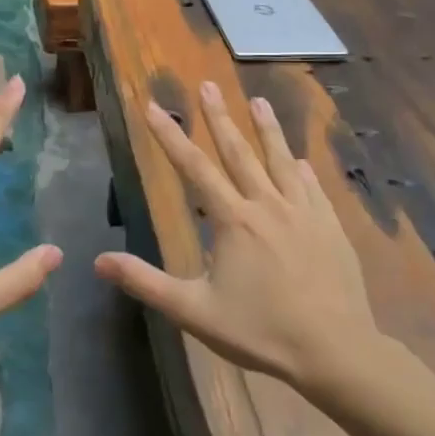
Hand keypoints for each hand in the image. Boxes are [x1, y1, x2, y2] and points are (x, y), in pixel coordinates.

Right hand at [94, 80, 374, 392]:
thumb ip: (146, 283)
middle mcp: (267, 204)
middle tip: (207, 84)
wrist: (336, 351)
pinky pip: (313, 188)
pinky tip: (299, 160)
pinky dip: (301, 170)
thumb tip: (98, 261)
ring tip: (258, 101)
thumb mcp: (195, 312)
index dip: (170, 135)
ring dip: (266, 128)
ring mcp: (304, 212)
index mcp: (233, 220)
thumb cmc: (261, 331)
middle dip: (219, 116)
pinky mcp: (330, 226)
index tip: (154, 106)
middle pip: (238, 152)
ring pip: (280, 160)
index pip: (194, 167)